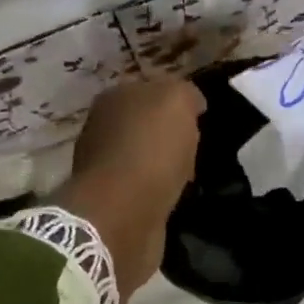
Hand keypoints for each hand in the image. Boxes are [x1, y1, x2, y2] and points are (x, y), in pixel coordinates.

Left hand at [52, 76, 205, 296]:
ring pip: (146, 156)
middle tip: (197, 147)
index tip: (200, 118)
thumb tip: (192, 102)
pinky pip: (145, 187)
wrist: (123, 214)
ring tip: (191, 175)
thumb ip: (185, 93)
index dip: (177, 102)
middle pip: (146, 124)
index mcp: (114, 97)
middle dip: (171, 135)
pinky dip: (160, 190)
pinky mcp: (113, 200)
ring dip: (166, 165)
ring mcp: (104, 166)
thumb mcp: (177, 100)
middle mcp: (103, 127)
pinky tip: (177, 196)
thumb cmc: (151, 149)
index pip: (151, 90)